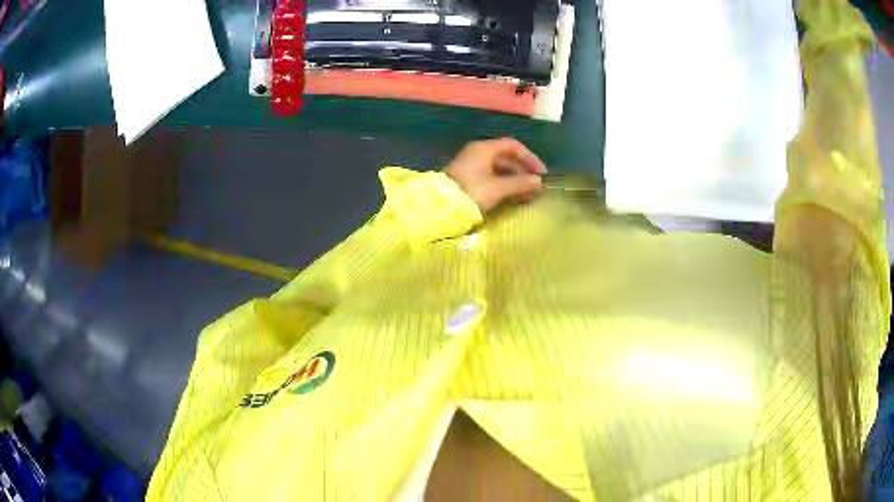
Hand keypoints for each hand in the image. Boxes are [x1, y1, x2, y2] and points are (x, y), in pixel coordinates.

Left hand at [445, 138, 547, 211]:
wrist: (439, 205)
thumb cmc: (471, 192)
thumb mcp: (498, 188)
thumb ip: (520, 183)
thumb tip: (539, 182)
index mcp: (485, 148)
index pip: (513, 146)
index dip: (530, 158)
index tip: (541, 173)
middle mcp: (478, 152)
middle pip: (506, 157)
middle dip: (522, 171)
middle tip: (534, 187)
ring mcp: (471, 165)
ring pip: (498, 168)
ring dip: (514, 180)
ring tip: (525, 195)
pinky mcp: (467, 178)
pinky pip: (490, 176)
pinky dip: (503, 184)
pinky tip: (511, 197)